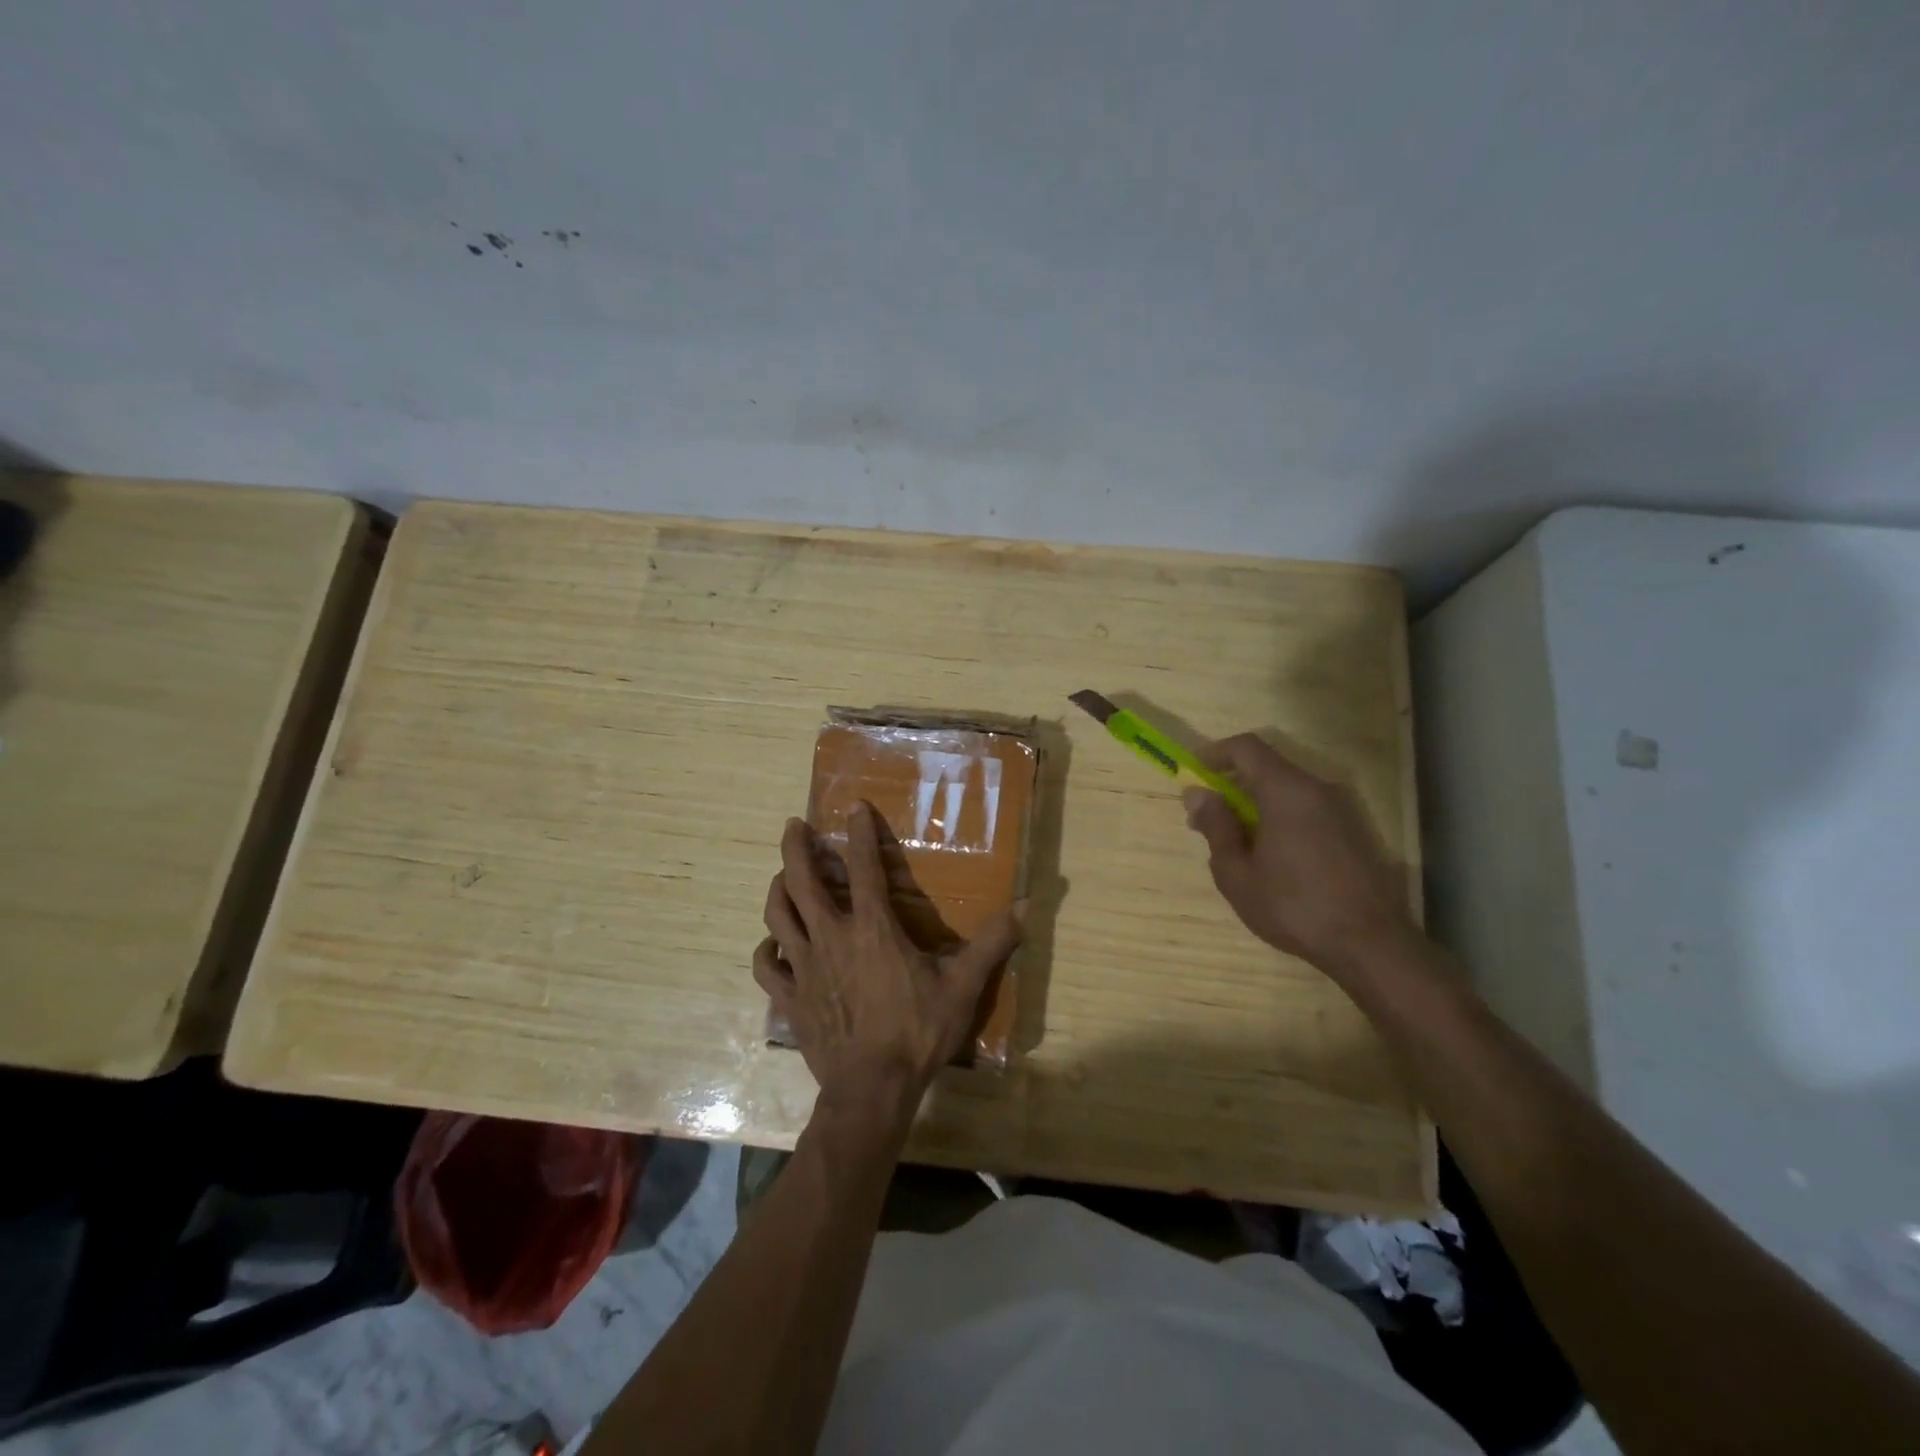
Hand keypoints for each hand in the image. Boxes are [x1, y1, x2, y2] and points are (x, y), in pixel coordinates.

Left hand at [753, 804, 1023, 1112]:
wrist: (872, 1089)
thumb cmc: (917, 1032)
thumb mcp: (962, 986)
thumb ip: (992, 943)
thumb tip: (1027, 905)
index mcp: (872, 928)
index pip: (862, 867)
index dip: (859, 833)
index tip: (854, 807)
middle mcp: (830, 937)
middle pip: (801, 881)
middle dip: (794, 848)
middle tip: (792, 826)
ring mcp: (803, 967)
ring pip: (777, 916)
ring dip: (777, 889)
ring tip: (781, 876)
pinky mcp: (789, 998)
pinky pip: (766, 966)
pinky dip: (765, 950)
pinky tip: (771, 945)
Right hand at [1182, 734, 1417, 975]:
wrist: (1371, 945)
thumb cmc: (1293, 907)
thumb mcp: (1237, 873)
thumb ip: (1216, 826)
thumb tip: (1197, 793)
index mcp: (1286, 791)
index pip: (1246, 748)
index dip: (1215, 753)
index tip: (1194, 773)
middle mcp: (1318, 789)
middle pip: (1268, 767)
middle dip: (1233, 784)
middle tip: (1207, 818)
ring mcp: (1342, 809)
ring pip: (1289, 790)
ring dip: (1257, 803)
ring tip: (1237, 843)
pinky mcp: (1355, 831)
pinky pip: (1308, 809)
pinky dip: (1282, 817)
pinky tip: (1273, 856)